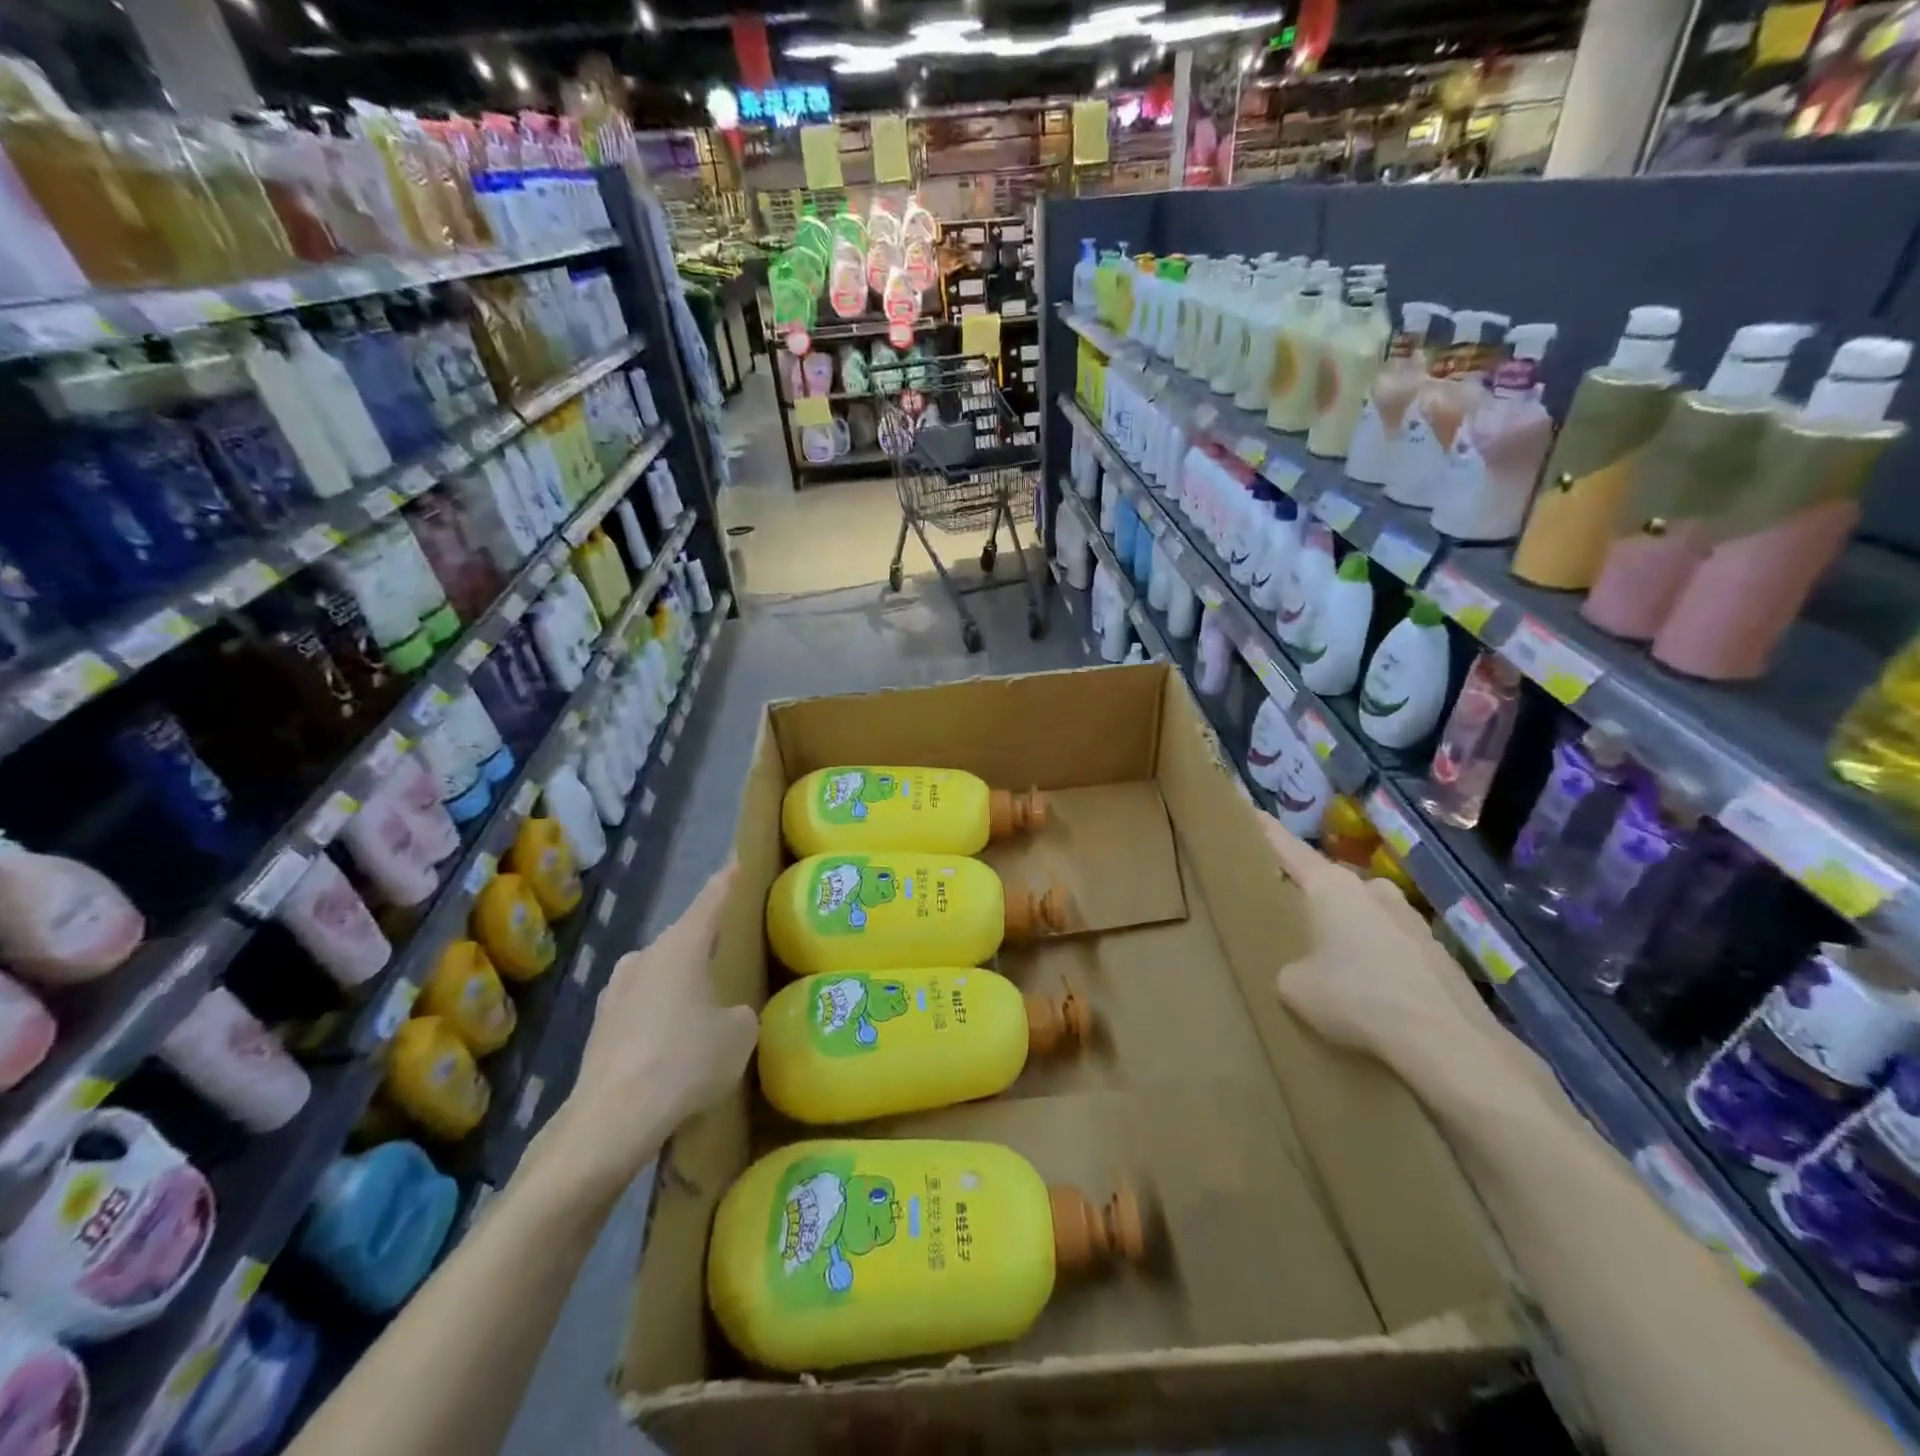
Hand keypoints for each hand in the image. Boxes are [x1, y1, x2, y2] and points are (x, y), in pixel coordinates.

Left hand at [536, 862, 757, 1196]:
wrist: (611, 1120)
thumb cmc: (685, 1061)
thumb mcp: (739, 1034)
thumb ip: (740, 1013)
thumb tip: (727, 1015)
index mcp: (680, 946)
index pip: (711, 900)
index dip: (728, 880)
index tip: (738, 860)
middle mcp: (643, 958)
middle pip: (684, 940)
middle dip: (706, 945)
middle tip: (733, 954)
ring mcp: (615, 993)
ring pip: (661, 975)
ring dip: (682, 985)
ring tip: (707, 1009)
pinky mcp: (600, 1029)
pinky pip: (643, 1009)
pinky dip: (662, 1017)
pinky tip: (676, 1047)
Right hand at [1261, 815, 1475, 1065]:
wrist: (1448, 1042)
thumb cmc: (1357, 999)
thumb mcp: (1295, 987)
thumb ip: (1289, 965)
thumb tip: (1302, 969)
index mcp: (1330, 886)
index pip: (1286, 847)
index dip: (1263, 829)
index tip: (1247, 811)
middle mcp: (1371, 888)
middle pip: (1328, 881)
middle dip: (1308, 895)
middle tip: (1287, 915)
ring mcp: (1410, 916)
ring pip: (1362, 912)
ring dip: (1346, 928)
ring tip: (1332, 961)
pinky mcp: (1436, 949)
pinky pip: (1390, 942)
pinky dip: (1376, 957)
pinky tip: (1373, 991)